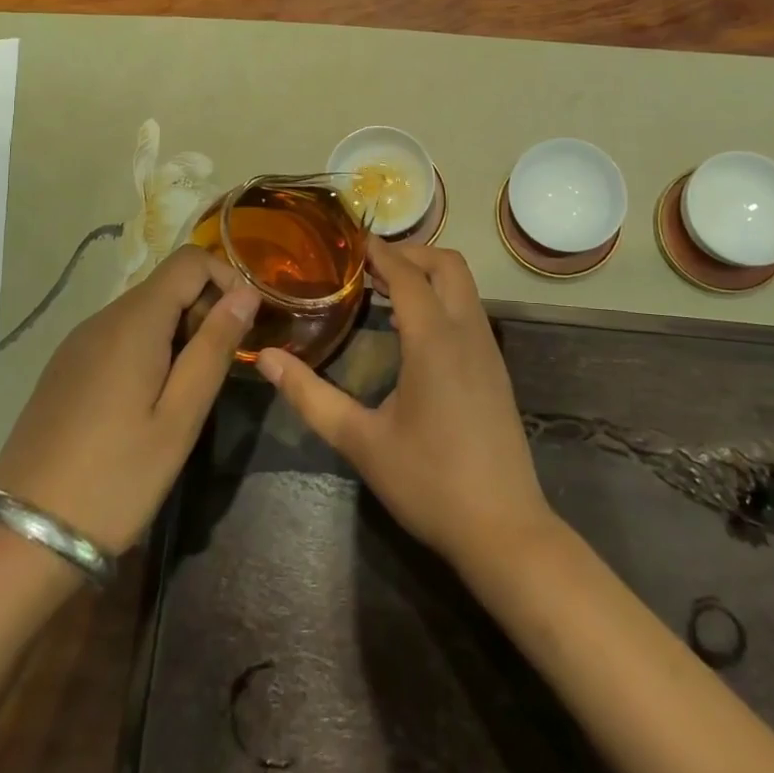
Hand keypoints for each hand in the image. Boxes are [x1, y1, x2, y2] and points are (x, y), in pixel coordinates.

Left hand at [0, 245, 259, 553]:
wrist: (23, 538)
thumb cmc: (116, 478)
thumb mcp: (180, 417)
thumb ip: (214, 347)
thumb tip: (246, 293)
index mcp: (133, 322)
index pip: (190, 260)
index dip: (227, 278)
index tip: (244, 326)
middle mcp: (102, 318)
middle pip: (167, 284)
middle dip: (205, 311)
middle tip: (217, 370)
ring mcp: (77, 343)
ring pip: (144, 311)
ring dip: (178, 333)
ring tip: (186, 393)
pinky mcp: (65, 368)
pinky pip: (119, 336)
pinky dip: (148, 348)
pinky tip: (147, 403)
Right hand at [255, 238, 556, 571]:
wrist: (505, 531)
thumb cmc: (429, 483)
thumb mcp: (361, 441)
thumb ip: (311, 396)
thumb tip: (268, 359)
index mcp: (434, 340)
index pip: (407, 274)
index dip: (380, 252)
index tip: (350, 241)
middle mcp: (467, 332)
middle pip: (448, 265)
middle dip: (410, 254)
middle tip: (368, 266)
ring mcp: (488, 350)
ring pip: (464, 286)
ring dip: (428, 275)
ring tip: (384, 291)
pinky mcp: (496, 370)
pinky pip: (469, 311)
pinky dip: (442, 298)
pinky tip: (413, 330)